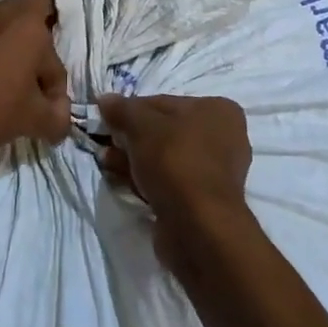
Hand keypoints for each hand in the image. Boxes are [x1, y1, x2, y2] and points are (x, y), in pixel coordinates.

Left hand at [0, 0, 70, 172]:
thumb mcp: (36, 119)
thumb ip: (59, 114)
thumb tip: (62, 113)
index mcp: (28, 21)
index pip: (58, 20)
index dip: (63, 44)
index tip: (55, 84)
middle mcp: (3, 11)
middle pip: (33, 18)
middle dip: (40, 46)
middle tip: (40, 81)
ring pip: (8, 29)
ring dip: (16, 52)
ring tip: (15, 88)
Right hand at [96, 94, 252, 255]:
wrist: (197, 227)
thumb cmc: (175, 161)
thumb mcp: (142, 125)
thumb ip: (122, 109)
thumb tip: (104, 99)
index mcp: (218, 111)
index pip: (164, 103)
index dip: (132, 110)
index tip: (108, 121)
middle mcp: (223, 138)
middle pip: (164, 131)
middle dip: (131, 138)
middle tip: (106, 144)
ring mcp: (214, 173)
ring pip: (164, 159)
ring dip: (134, 160)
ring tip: (107, 164)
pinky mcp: (202, 202)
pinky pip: (168, 182)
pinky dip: (146, 181)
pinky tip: (122, 182)